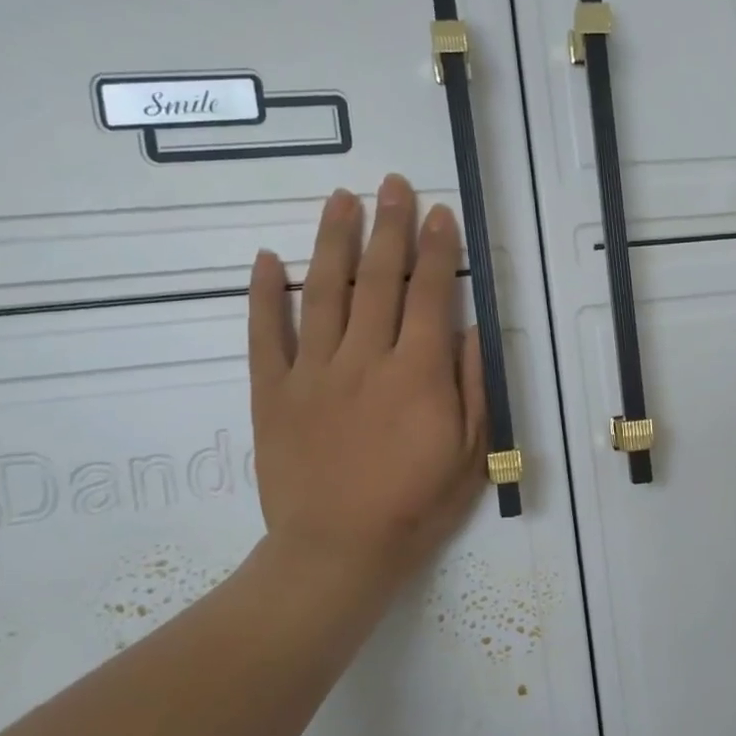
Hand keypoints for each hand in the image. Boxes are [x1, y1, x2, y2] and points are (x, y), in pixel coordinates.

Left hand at [246, 174, 486, 627]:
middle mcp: (366, 360)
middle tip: (392, 185)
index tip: (439, 213)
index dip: (438, 250)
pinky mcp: (272, 393)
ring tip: (340, 199)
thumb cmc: (416, 506)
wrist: (338, 550)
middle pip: (380, 280)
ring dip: (334, 241)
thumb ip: (471, 387)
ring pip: (325, 293)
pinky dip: (264, 295)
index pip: (432, 296)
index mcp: (418, 374)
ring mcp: (313, 373)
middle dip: (390, 227)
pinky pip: (266, 335)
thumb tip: (468, 330)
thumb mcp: (470, 454)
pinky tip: (267, 260)